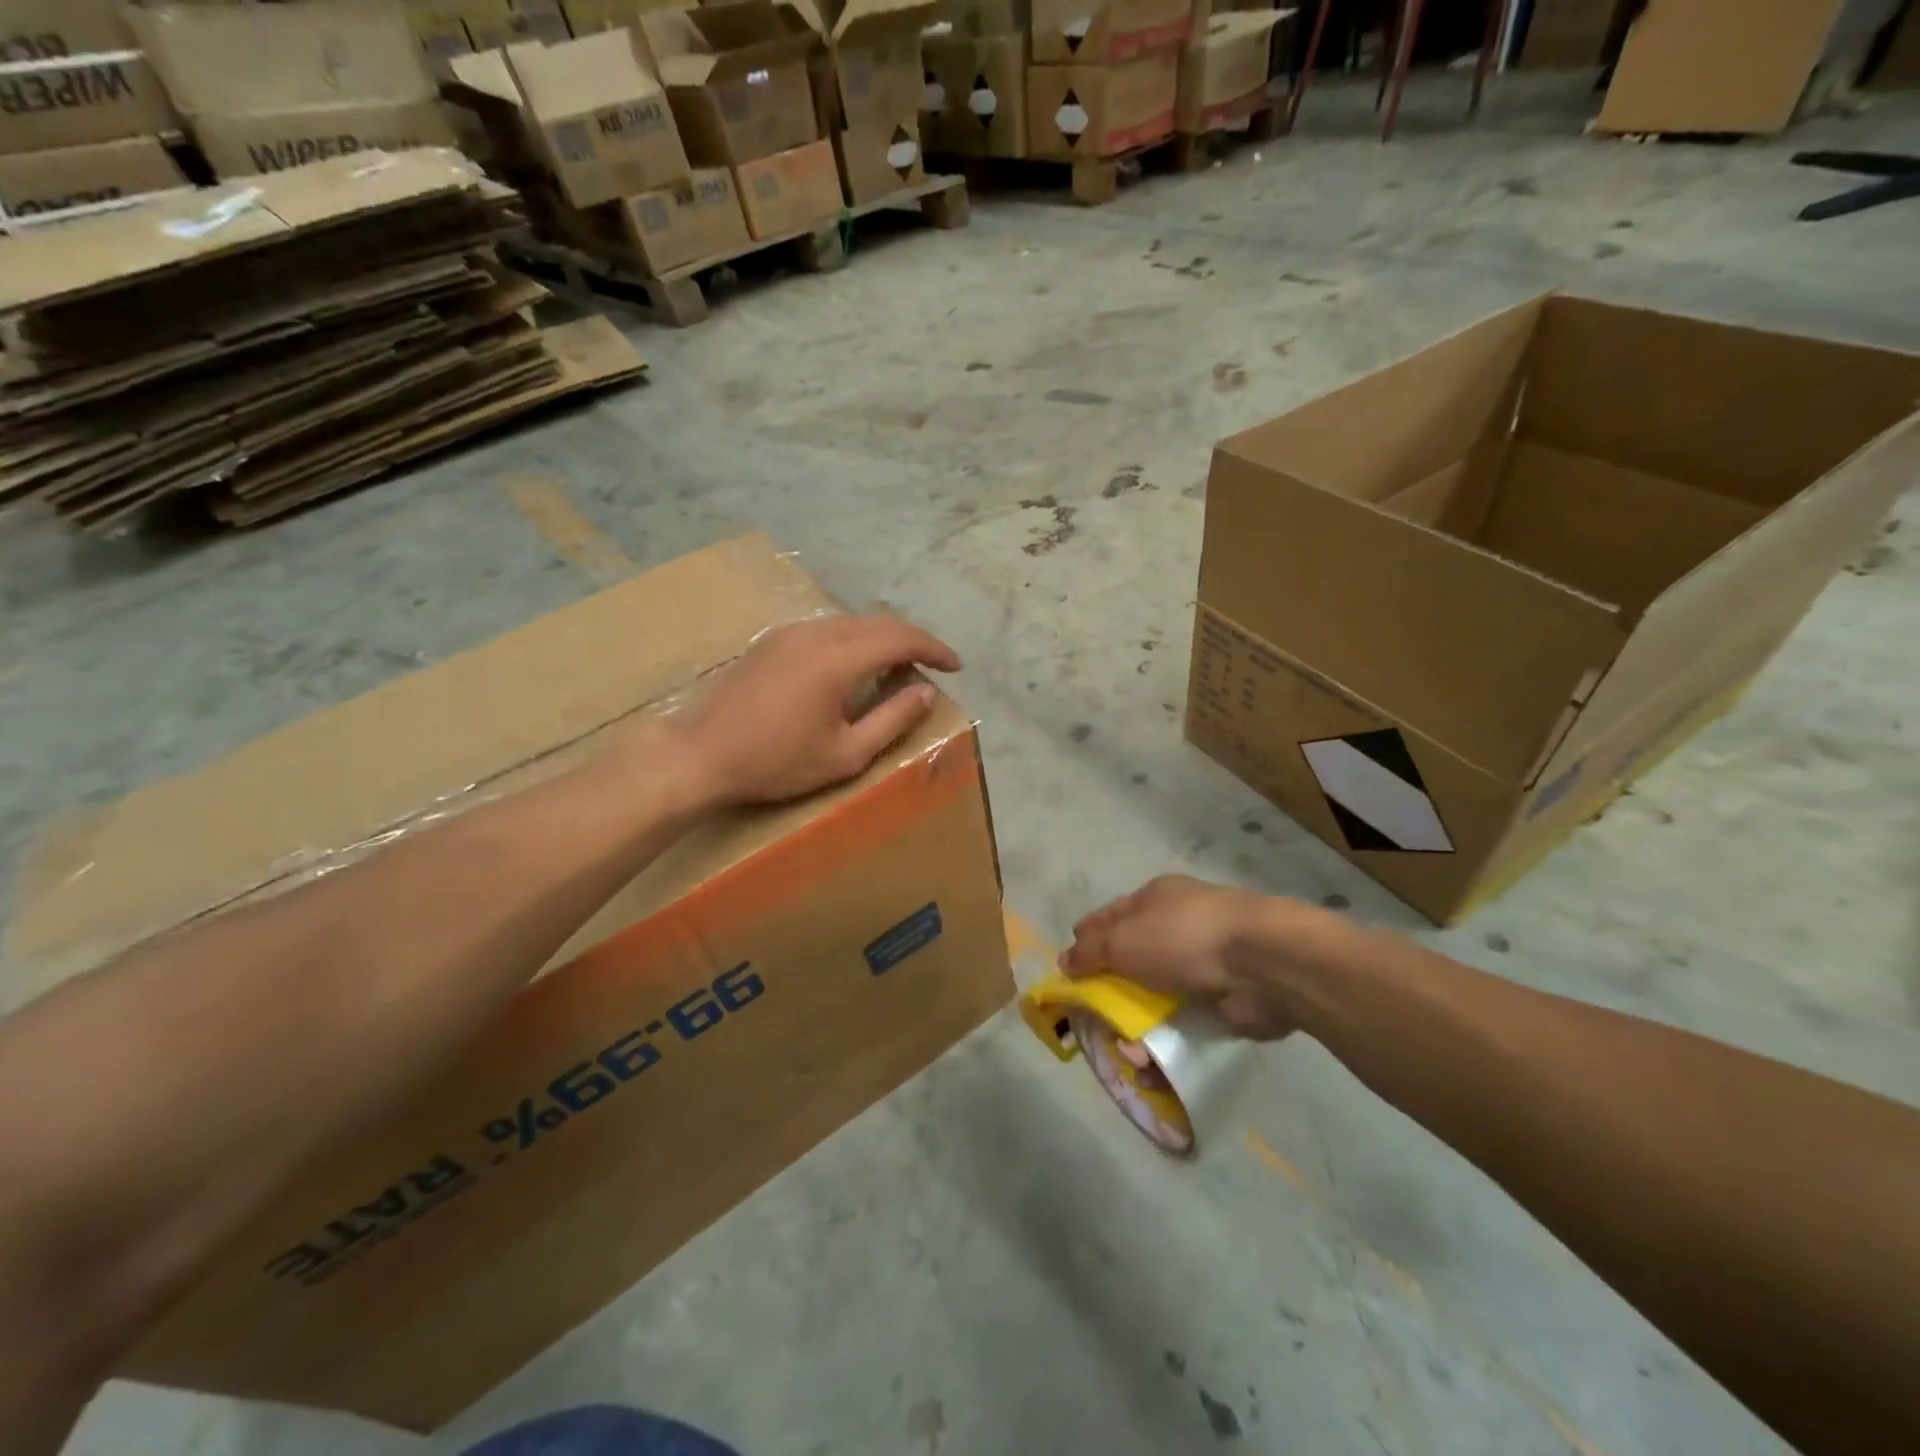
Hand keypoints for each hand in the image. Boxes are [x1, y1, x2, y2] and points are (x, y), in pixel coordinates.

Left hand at [659, 614, 960, 808]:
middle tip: (930, 668)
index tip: (955, 667)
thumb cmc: (776, 762)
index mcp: (839, 658)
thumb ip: (892, 720)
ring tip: (897, 668)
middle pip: (879, 622)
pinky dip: (854, 640)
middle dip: (912, 641)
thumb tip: (926, 692)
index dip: (934, 649)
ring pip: (852, 622)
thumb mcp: (846, 754)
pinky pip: (827, 628)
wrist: (701, 755)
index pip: (901, 637)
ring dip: (882, 639)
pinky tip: (853, 667)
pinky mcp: (772, 640)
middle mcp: (817, 632)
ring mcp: (790, 632)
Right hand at [1062, 875, 1344, 1039]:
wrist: (1263, 964)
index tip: (1068, 972)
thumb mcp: (1123, 939)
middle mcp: (1178, 927)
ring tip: (1124, 1056)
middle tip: (1092, 1021)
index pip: (1109, 917)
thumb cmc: (1183, 937)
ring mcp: (1203, 965)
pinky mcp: (1223, 1001)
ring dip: (1138, 1028)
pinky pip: (1184, 1025)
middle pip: (1132, 960)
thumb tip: (1065, 961)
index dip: (1086, 941)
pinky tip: (1151, 1069)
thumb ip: (1090, 951)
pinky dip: (1166, 1046)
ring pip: (1157, 997)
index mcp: (1155, 899)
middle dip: (1110, 992)